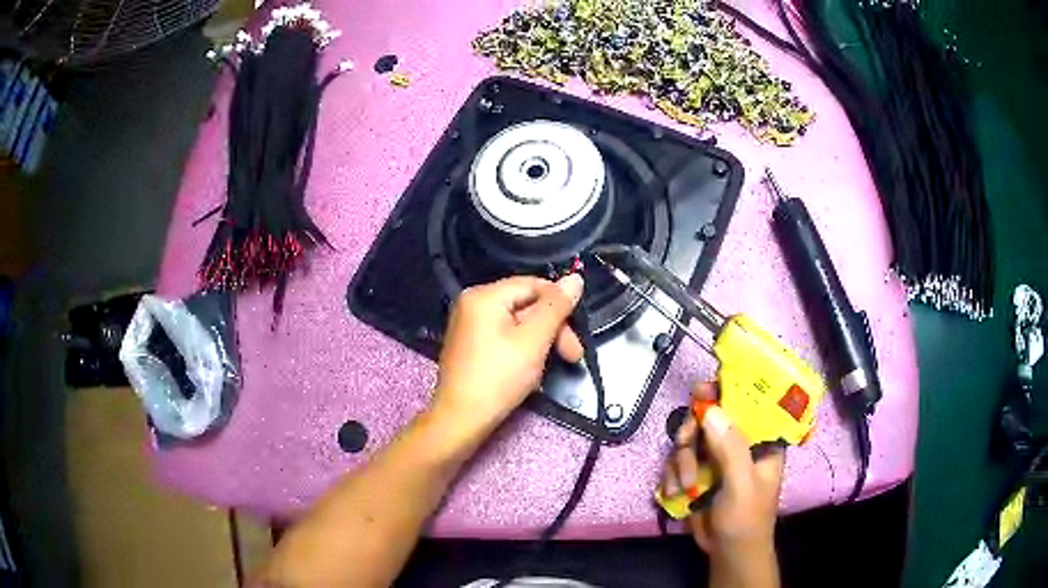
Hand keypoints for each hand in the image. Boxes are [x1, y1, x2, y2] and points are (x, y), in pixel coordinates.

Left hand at [432, 275, 583, 439]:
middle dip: (552, 329)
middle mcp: (473, 303)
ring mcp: (469, 325)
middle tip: (573, 356)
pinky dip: (523, 349)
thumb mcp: (534, 340)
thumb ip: (556, 307)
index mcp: (484, 295)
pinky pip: (504, 337)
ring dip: (541, 342)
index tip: (579, 332)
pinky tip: (531, 371)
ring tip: (549, 368)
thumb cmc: (498, 377)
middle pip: (525, 304)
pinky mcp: (470, 345)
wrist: (461, 419)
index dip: (560, 304)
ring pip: (517, 323)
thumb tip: (575, 278)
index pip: (533, 285)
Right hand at [662, 382, 783, 586]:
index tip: (701, 392)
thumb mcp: (742, 485)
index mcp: (761, 440)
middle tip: (684, 445)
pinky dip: (671, 474)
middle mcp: (738, 442)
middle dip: (692, 432)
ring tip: (684, 485)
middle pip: (710, 416)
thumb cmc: (746, 520)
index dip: (725, 390)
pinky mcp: (697, 471)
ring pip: (689, 438)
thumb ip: (730, 449)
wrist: (727, 552)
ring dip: (680, 461)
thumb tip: (711, 410)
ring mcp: (716, 456)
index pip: (747, 402)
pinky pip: (676, 459)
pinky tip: (675, 492)